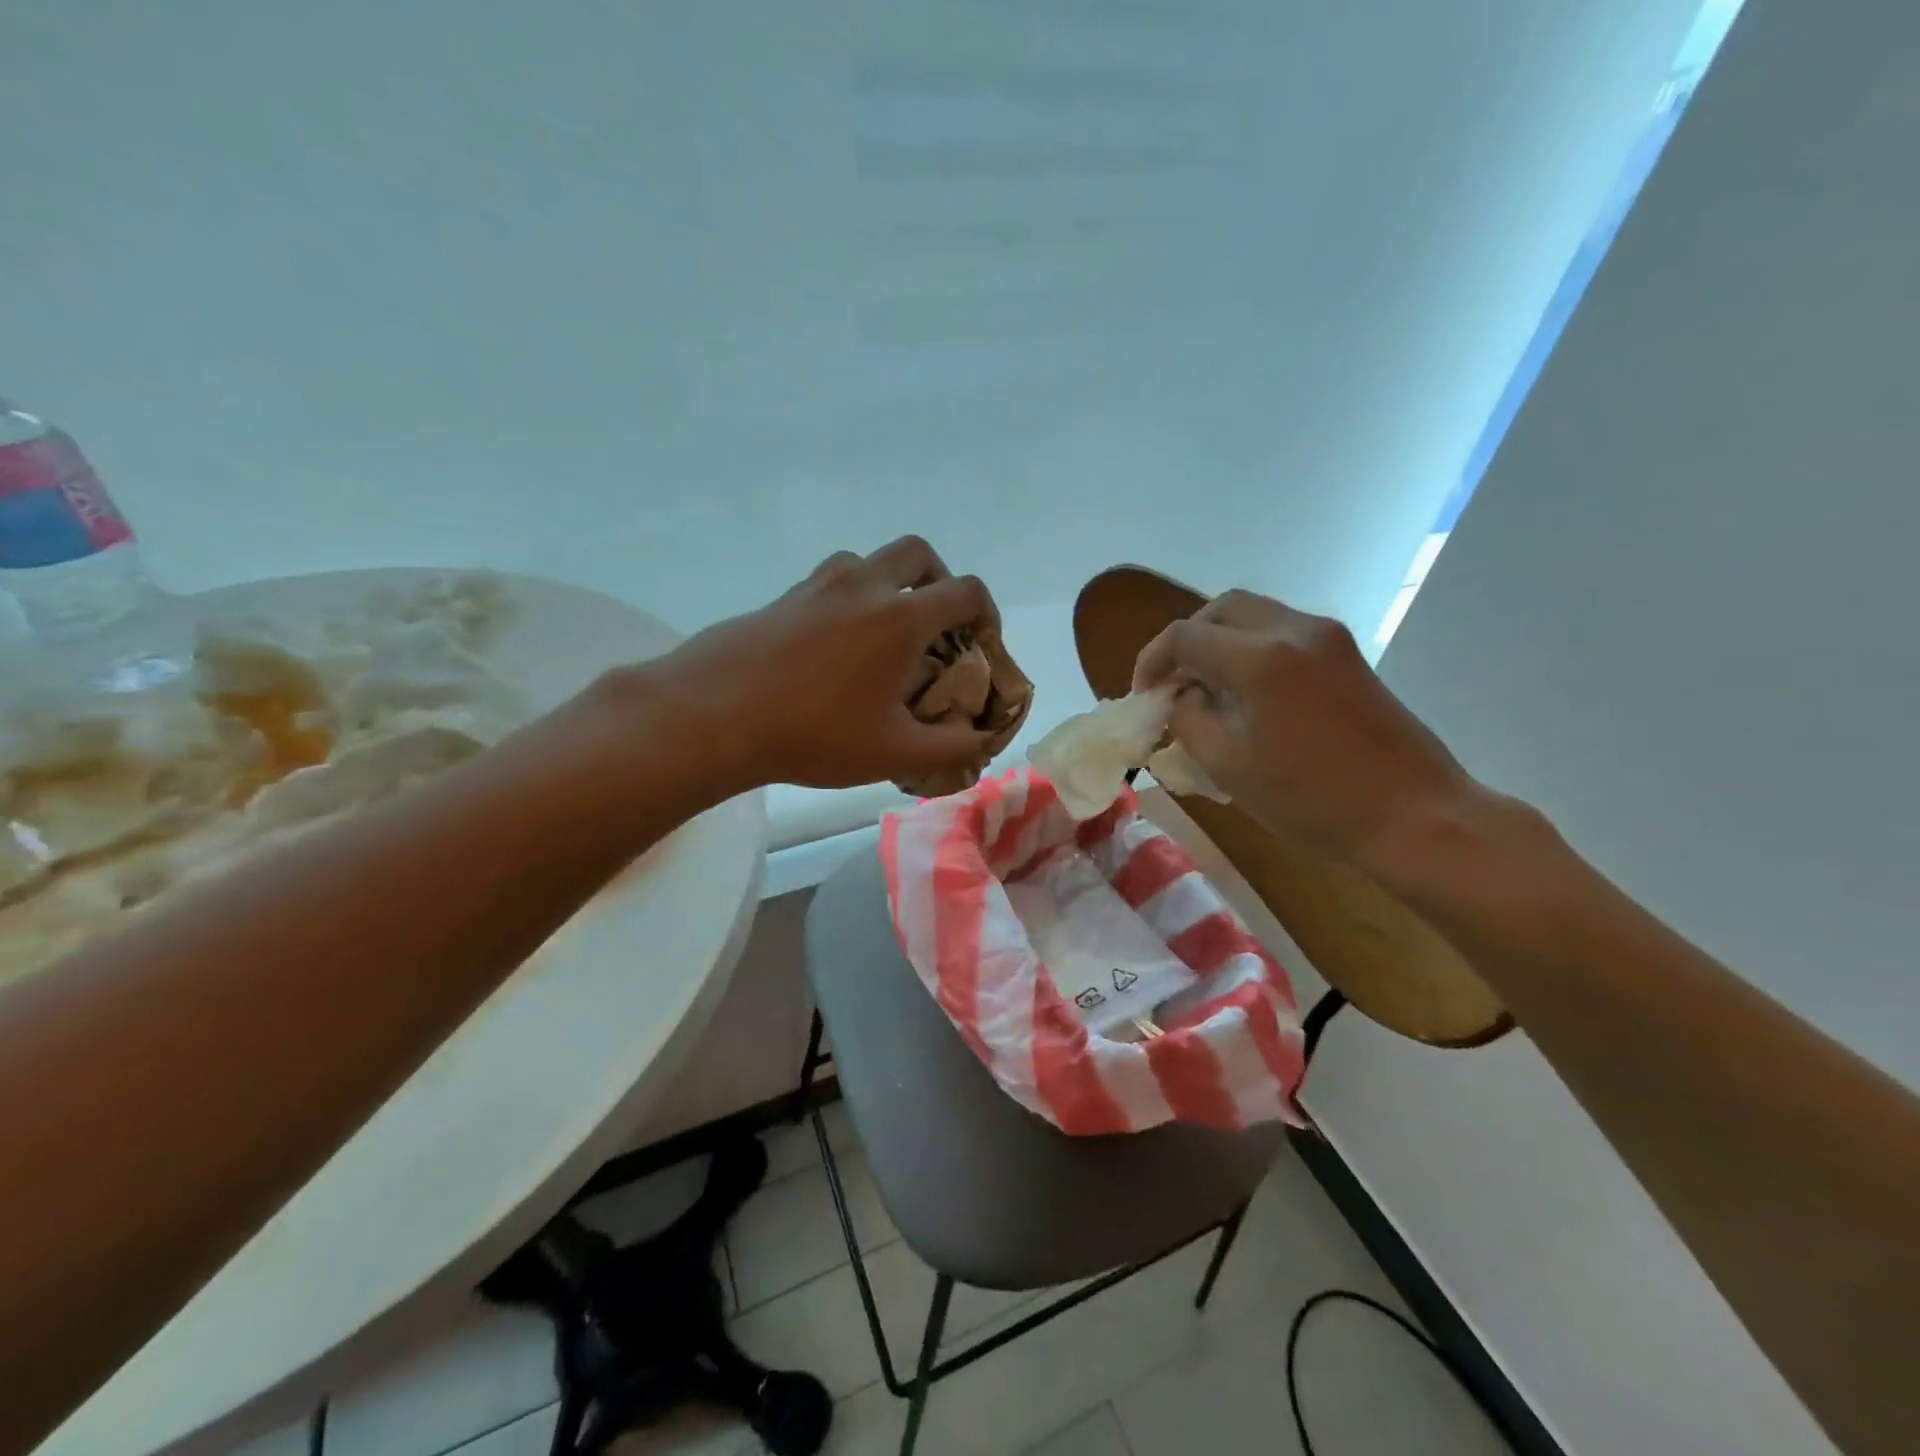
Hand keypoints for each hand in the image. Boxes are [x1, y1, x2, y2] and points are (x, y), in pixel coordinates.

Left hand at [649, 537, 1000, 792]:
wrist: (712, 716)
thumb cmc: (814, 734)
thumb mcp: (894, 754)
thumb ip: (950, 747)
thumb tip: (978, 738)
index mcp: (901, 617)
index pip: (966, 592)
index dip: (987, 614)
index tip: (982, 645)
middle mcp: (863, 586)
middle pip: (918, 553)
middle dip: (940, 581)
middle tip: (936, 625)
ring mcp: (817, 586)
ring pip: (868, 562)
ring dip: (890, 584)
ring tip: (883, 634)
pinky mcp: (781, 598)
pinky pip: (829, 583)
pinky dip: (848, 600)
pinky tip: (834, 648)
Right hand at [1132, 590, 1479, 869]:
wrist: (1412, 814)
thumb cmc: (1311, 799)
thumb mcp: (1228, 765)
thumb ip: (1187, 718)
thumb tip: (1178, 696)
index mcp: (1260, 658)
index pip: (1184, 636)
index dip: (1152, 662)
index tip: (1144, 697)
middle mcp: (1294, 630)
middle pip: (1220, 609)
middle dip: (1186, 641)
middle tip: (1172, 682)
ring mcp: (1327, 637)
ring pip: (1254, 614)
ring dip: (1219, 641)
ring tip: (1206, 687)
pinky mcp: (1347, 653)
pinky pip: (1283, 631)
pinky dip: (1251, 648)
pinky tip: (1247, 692)